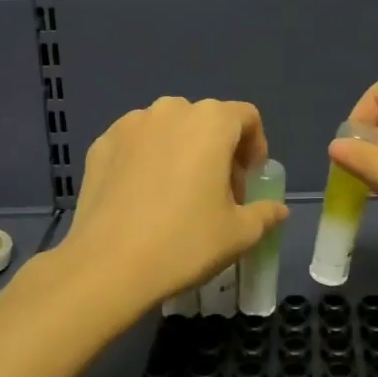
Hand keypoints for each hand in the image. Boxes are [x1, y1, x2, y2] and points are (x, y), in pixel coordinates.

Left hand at [54, 97, 287, 315]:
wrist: (108, 266)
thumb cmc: (184, 243)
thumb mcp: (239, 234)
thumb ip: (265, 213)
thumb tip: (277, 209)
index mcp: (210, 122)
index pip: (246, 117)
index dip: (255, 146)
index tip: (249, 181)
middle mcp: (170, 110)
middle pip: (206, 121)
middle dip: (218, 150)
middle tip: (217, 193)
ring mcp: (129, 124)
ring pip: (168, 129)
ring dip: (181, 151)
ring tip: (177, 194)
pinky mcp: (100, 144)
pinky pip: (136, 144)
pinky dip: (147, 160)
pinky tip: (143, 198)